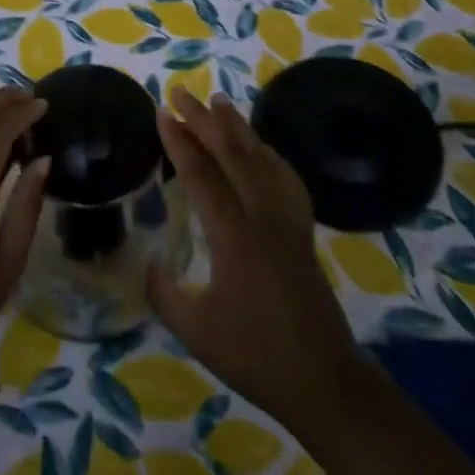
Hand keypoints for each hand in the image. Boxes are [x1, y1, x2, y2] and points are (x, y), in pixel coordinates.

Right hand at [148, 89, 360, 431]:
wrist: (323, 381)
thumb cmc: (255, 356)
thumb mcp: (195, 330)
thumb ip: (165, 293)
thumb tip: (150, 265)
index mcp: (234, 236)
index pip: (201, 174)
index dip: (179, 142)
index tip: (161, 113)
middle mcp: (263, 217)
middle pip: (232, 154)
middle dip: (203, 120)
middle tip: (179, 93)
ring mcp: (287, 221)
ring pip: (261, 158)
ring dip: (237, 127)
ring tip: (217, 102)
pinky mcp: (302, 231)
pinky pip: (285, 177)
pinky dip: (267, 153)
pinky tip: (260, 148)